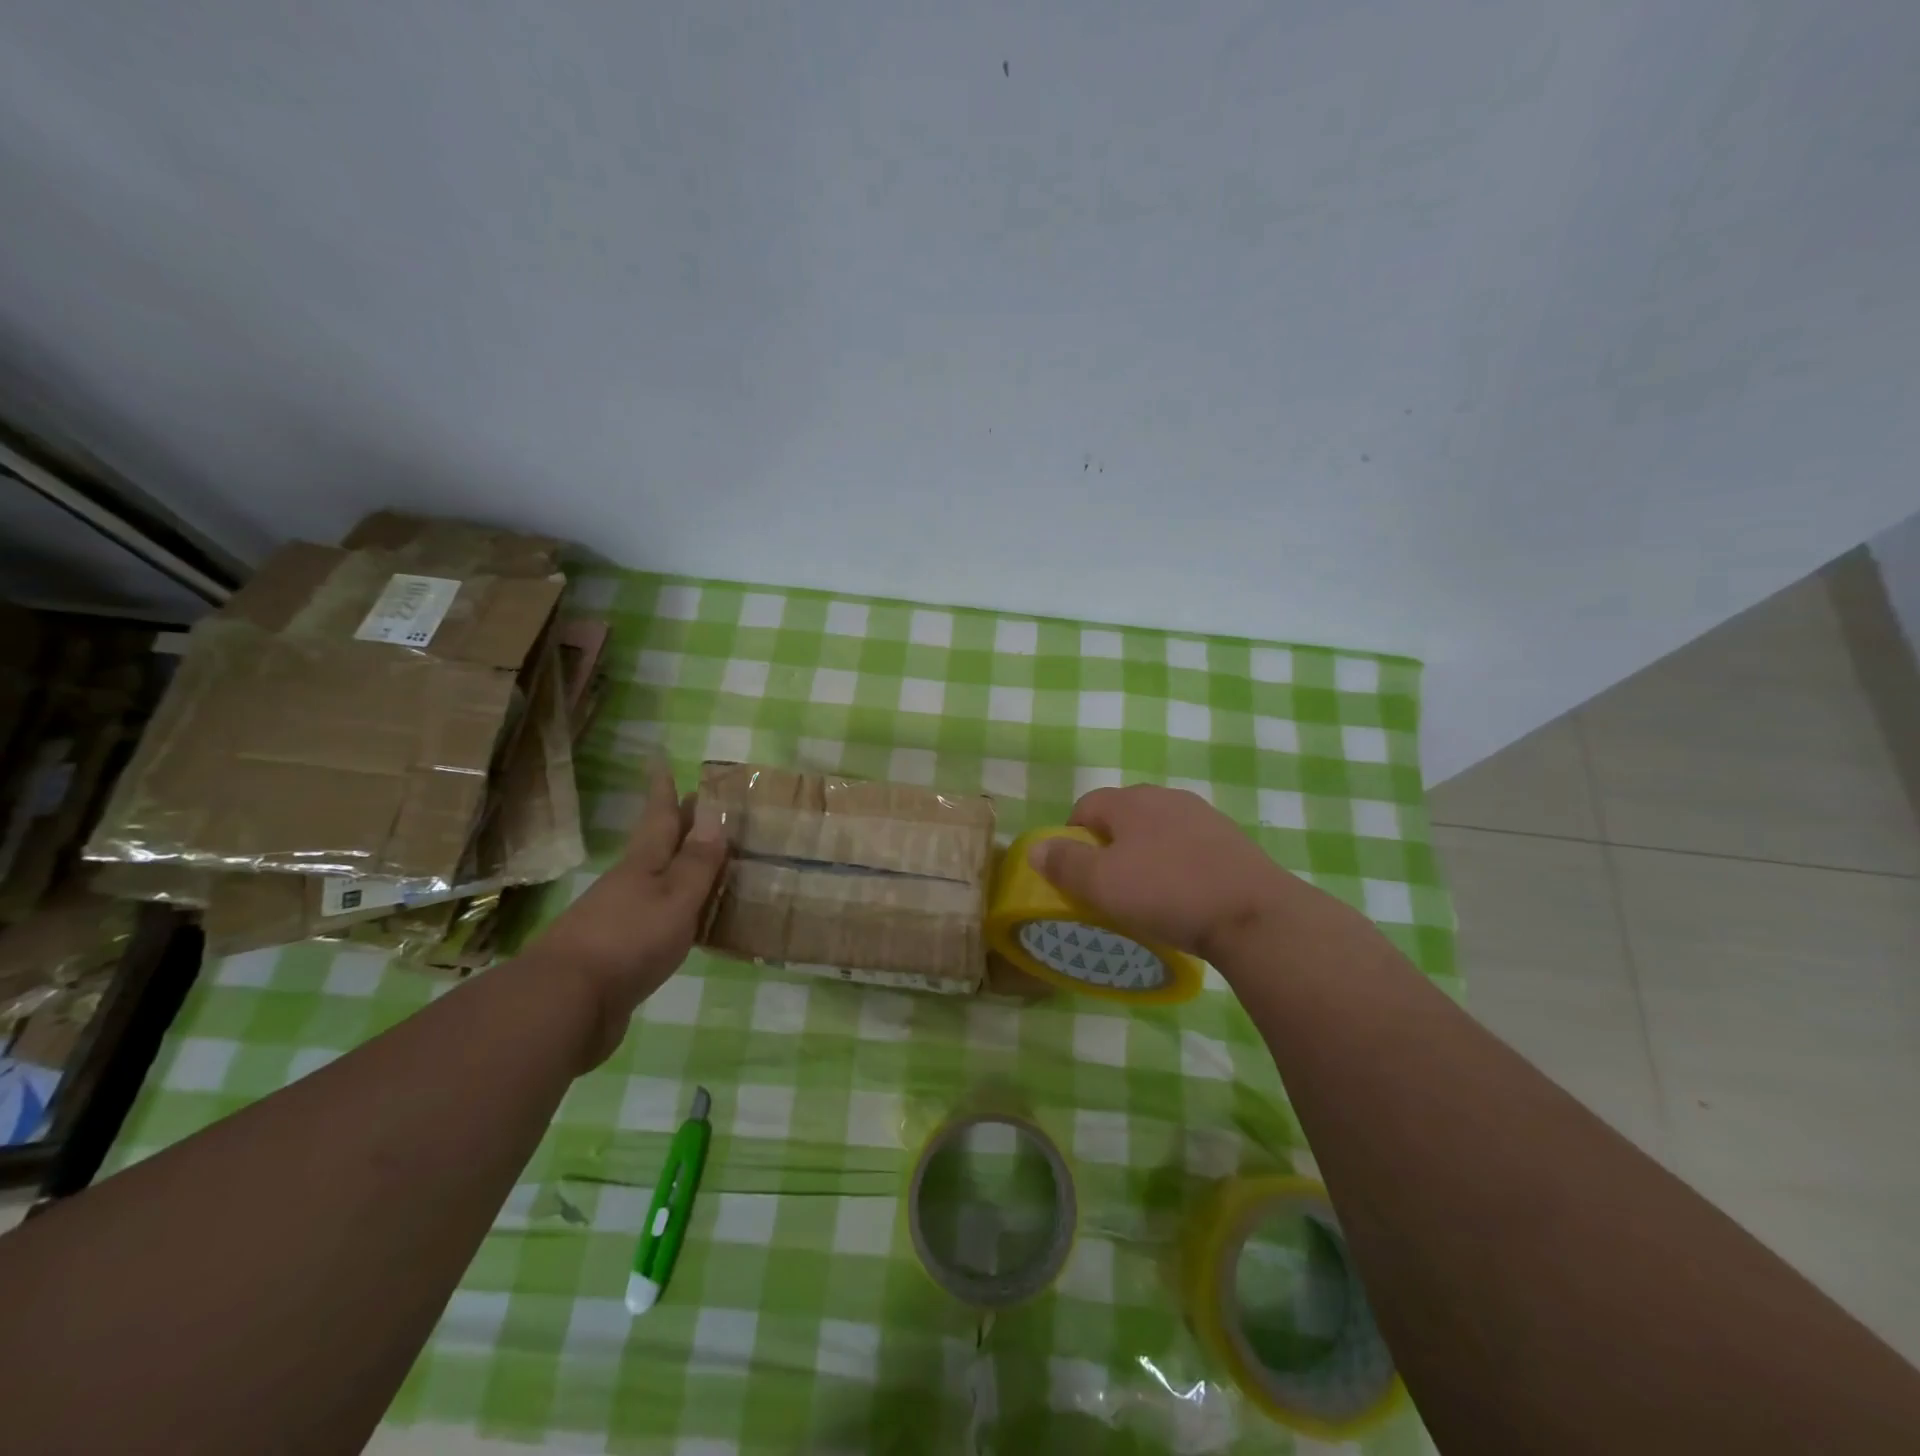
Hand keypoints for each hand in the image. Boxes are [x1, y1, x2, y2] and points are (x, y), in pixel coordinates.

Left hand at [536, 759, 726, 1064]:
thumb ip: (696, 863)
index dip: (663, 791)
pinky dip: (672, 908)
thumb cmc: (629, 941)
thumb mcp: (675, 898)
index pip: (658, 818)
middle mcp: (627, 886)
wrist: (565, 1005)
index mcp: (642, 865)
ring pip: (654, 883)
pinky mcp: (615, 955)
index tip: (661, 761)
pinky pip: (652, 918)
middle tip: (696, 806)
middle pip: (655, 848)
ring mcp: (616, 920)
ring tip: (701, 863)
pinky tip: (683, 921)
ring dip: (675, 868)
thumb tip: (714, 816)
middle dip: (675, 825)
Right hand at [1028, 785, 1288, 961]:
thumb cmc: (1167, 893)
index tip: (1074, 873)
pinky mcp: (1231, 839)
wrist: (1253, 914)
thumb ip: (1064, 863)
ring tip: (1147, 892)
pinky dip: (1177, 863)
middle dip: (1109, 844)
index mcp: (1131, 801)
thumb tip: (1036, 847)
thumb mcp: (1102, 884)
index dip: (1071, 836)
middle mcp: (1166, 797)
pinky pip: (1189, 845)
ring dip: (1145, 853)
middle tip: (1108, 884)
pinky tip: (1184, 894)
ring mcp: (1203, 816)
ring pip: (1158, 829)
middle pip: (1123, 814)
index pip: (1086, 805)